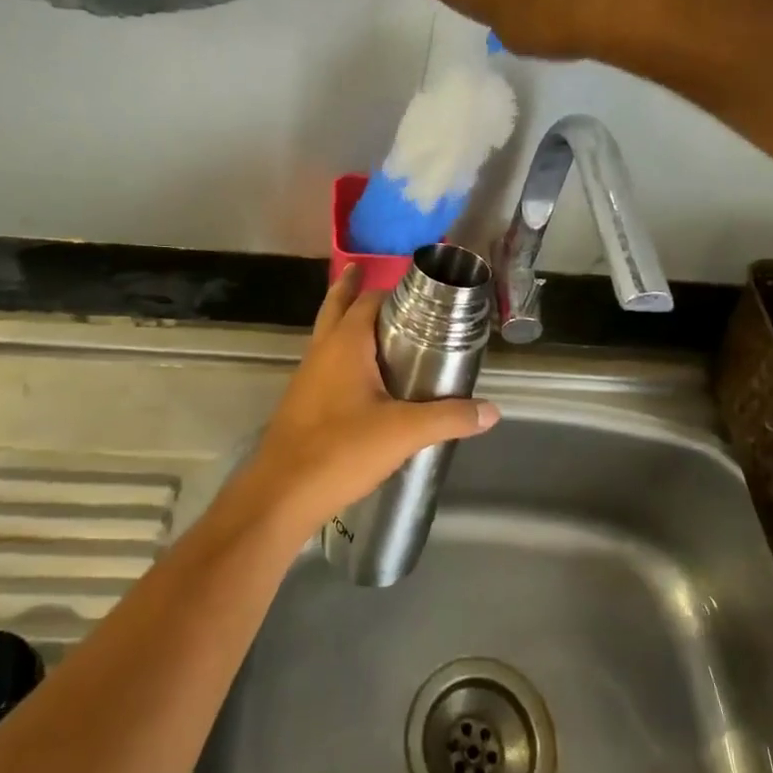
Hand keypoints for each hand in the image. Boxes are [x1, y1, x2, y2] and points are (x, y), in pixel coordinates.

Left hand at [235, 266, 499, 539]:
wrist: (281, 494)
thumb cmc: (340, 450)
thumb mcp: (404, 433)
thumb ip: (449, 418)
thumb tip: (491, 411)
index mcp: (345, 344)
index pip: (369, 299)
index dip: (394, 290)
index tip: (422, 293)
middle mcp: (322, 350)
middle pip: (337, 305)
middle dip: (354, 289)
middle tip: (378, 278)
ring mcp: (308, 375)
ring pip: (328, 334)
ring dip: (348, 321)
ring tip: (380, 325)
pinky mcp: (303, 400)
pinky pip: (326, 362)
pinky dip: (344, 353)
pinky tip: (364, 377)